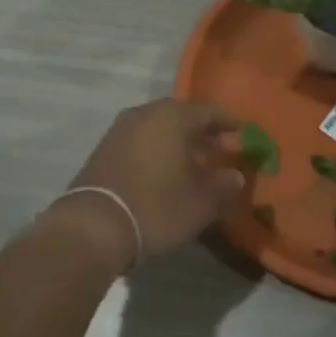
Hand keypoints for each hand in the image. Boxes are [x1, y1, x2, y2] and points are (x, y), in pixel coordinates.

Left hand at [51, 100, 243, 267]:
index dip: (227, 122)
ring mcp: (120, 129)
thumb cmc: (156, 207)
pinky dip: (156, 150)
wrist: (94, 226)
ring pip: (158, 128)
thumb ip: (224, 185)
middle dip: (201, 132)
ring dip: (177, 142)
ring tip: (193, 165)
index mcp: (172, 116)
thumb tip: (236, 176)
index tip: (241, 134)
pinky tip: (164, 173)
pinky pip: (140, 140)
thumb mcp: (201, 203)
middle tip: (219, 151)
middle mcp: (145, 113)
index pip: (208, 110)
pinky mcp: (104, 148)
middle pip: (181, 115)